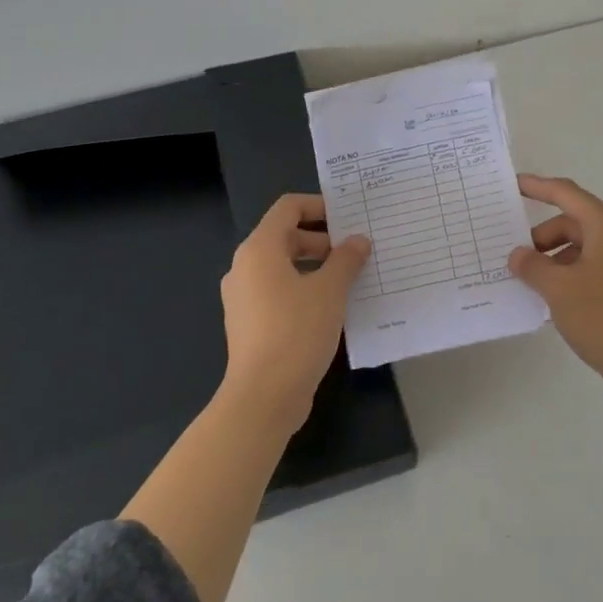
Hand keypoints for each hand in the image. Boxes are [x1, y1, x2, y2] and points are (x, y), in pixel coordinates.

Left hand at [219, 193, 369, 433]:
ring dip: (316, 266)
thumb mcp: (330, 291)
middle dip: (322, 239)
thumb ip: (346, 260)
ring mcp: (244, 297)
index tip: (349, 218)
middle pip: (285, 236)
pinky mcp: (249, 322)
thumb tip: (358, 241)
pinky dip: (304, 288)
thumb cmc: (296, 332)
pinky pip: (278, 291)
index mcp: (259, 250)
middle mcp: (245, 267)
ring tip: (350, 278)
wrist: (264, 396)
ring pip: (283, 266)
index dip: (319, 205)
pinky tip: (332, 306)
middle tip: (356, 250)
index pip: (288, 208)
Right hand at [508, 175, 602, 392]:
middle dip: (544, 237)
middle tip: (518, 261)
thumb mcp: (558, 289)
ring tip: (534, 286)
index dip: (538, 187)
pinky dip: (573, 275)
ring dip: (557, 259)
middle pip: (575, 222)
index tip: (513, 185)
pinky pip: (597, 267)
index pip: (566, 194)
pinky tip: (557, 301)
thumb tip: (519, 255)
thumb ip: (532, 266)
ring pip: (585, 247)